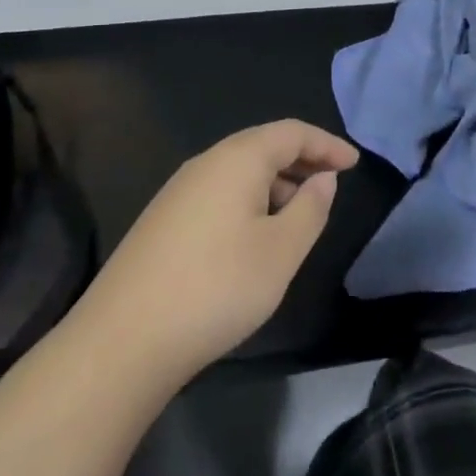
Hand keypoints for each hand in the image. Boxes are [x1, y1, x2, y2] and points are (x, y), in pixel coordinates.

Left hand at [75, 120, 357, 388]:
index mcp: (238, 159)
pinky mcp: (163, 220)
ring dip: (276, 182)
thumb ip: (311, 209)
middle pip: (263, 146)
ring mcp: (178, 191)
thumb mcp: (281, 252)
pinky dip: (249, 200)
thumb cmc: (217, 288)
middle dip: (302, 160)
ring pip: (239, 171)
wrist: (122, 342)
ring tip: (299, 214)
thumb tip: (323, 179)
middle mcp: (206, 163)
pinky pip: (219, 192)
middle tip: (332, 183)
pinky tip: (255, 236)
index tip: (354, 163)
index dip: (327, 144)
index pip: (292, 133)